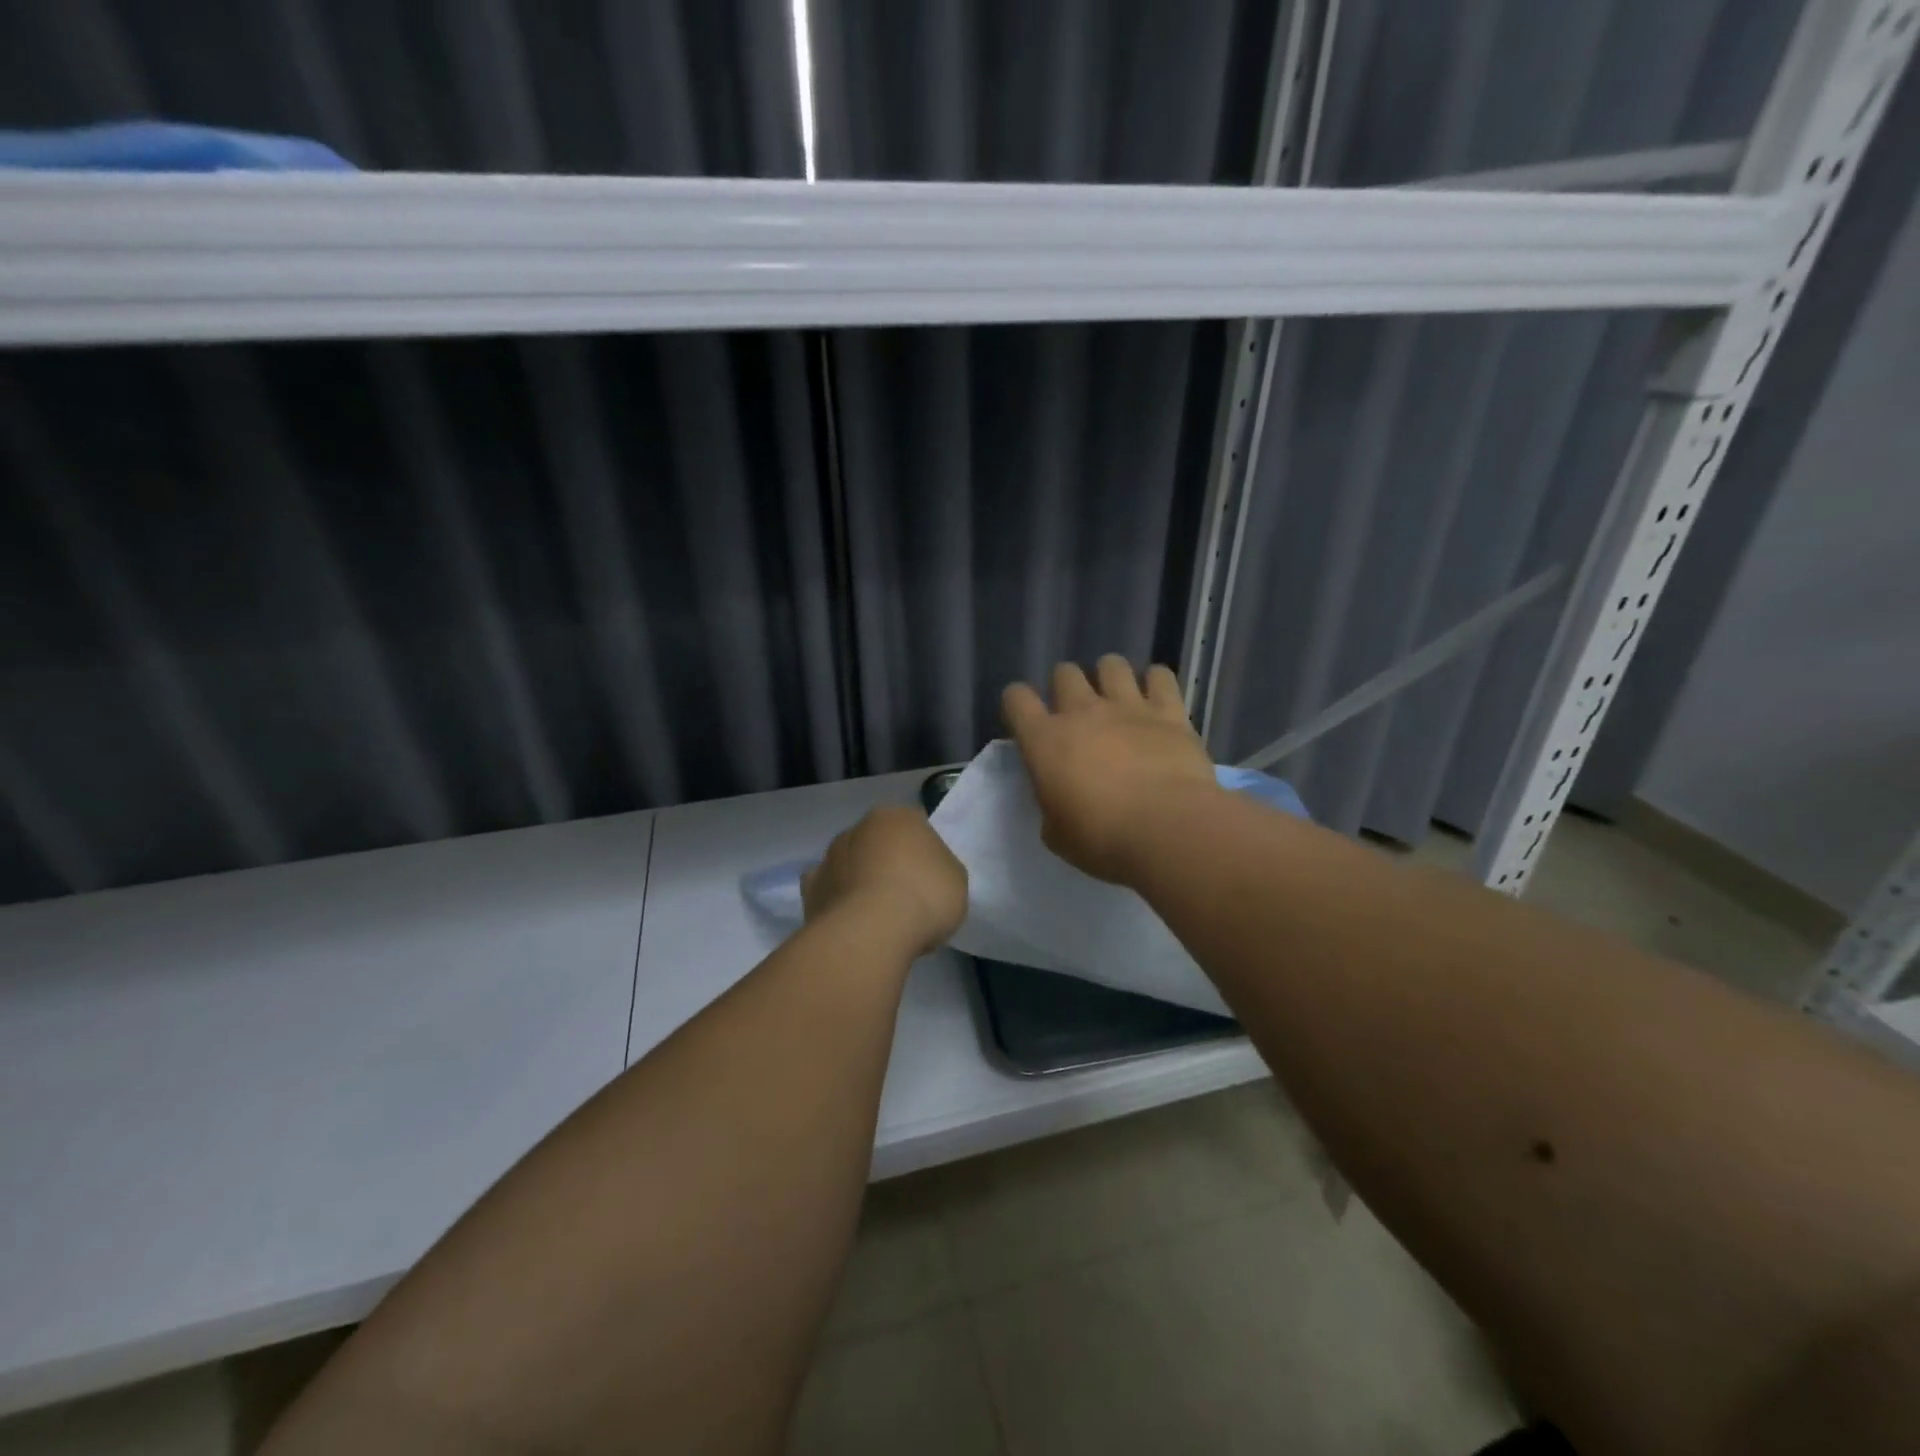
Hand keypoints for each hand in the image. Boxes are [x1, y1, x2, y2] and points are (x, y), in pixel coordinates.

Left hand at [802, 806, 967, 956]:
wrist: (872, 932)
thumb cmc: (924, 896)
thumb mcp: (955, 879)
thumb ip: (939, 868)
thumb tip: (925, 872)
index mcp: (897, 817)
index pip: (914, 826)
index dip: (924, 852)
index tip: (931, 878)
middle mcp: (858, 828)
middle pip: (878, 843)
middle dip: (888, 863)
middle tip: (905, 896)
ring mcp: (829, 858)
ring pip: (850, 865)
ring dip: (860, 881)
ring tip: (877, 916)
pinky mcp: (810, 891)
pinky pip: (829, 893)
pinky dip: (837, 902)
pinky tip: (850, 922)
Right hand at [1001, 656, 1219, 884]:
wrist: (1167, 829)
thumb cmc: (1102, 839)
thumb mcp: (1057, 834)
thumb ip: (1051, 807)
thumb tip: (1059, 798)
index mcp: (1044, 741)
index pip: (1016, 699)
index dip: (1017, 703)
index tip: (1026, 720)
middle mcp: (1082, 712)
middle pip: (1064, 673)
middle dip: (1066, 686)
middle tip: (1077, 712)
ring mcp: (1128, 707)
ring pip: (1111, 664)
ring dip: (1109, 676)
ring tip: (1117, 697)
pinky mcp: (1169, 712)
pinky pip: (1160, 676)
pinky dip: (1156, 682)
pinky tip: (1157, 697)